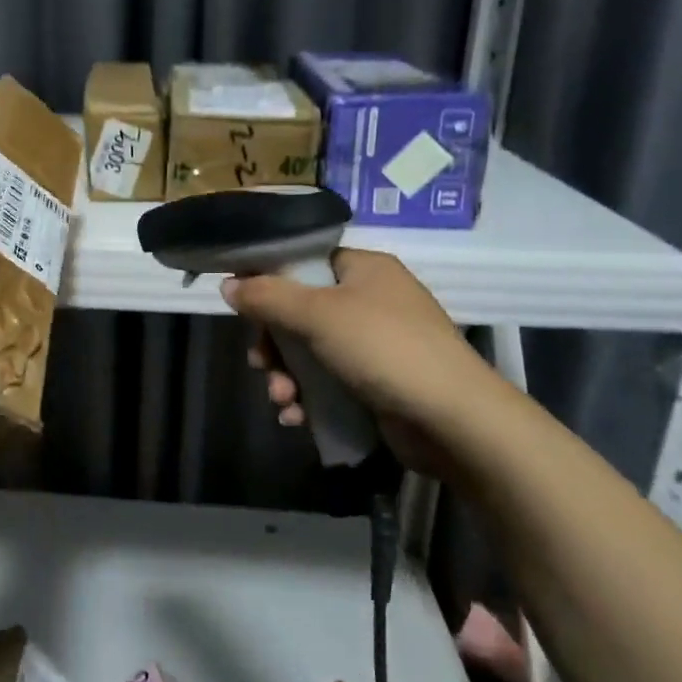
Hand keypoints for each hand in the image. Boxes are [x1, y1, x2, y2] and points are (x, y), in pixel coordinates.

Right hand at [221, 250, 504, 479]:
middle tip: (261, 363)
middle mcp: (370, 300)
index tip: (242, 304)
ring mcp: (375, 343)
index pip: (305, 261)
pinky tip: (296, 418)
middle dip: (274, 344)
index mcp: (364, 269)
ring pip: (309, 351)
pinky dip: (308, 398)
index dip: (269, 279)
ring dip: (286, 376)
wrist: (453, 420)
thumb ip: (267, 296)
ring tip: (282, 400)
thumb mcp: (317, 315)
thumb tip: (228, 284)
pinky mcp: (377, 382)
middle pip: (300, 311)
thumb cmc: (383, 349)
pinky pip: (327, 381)